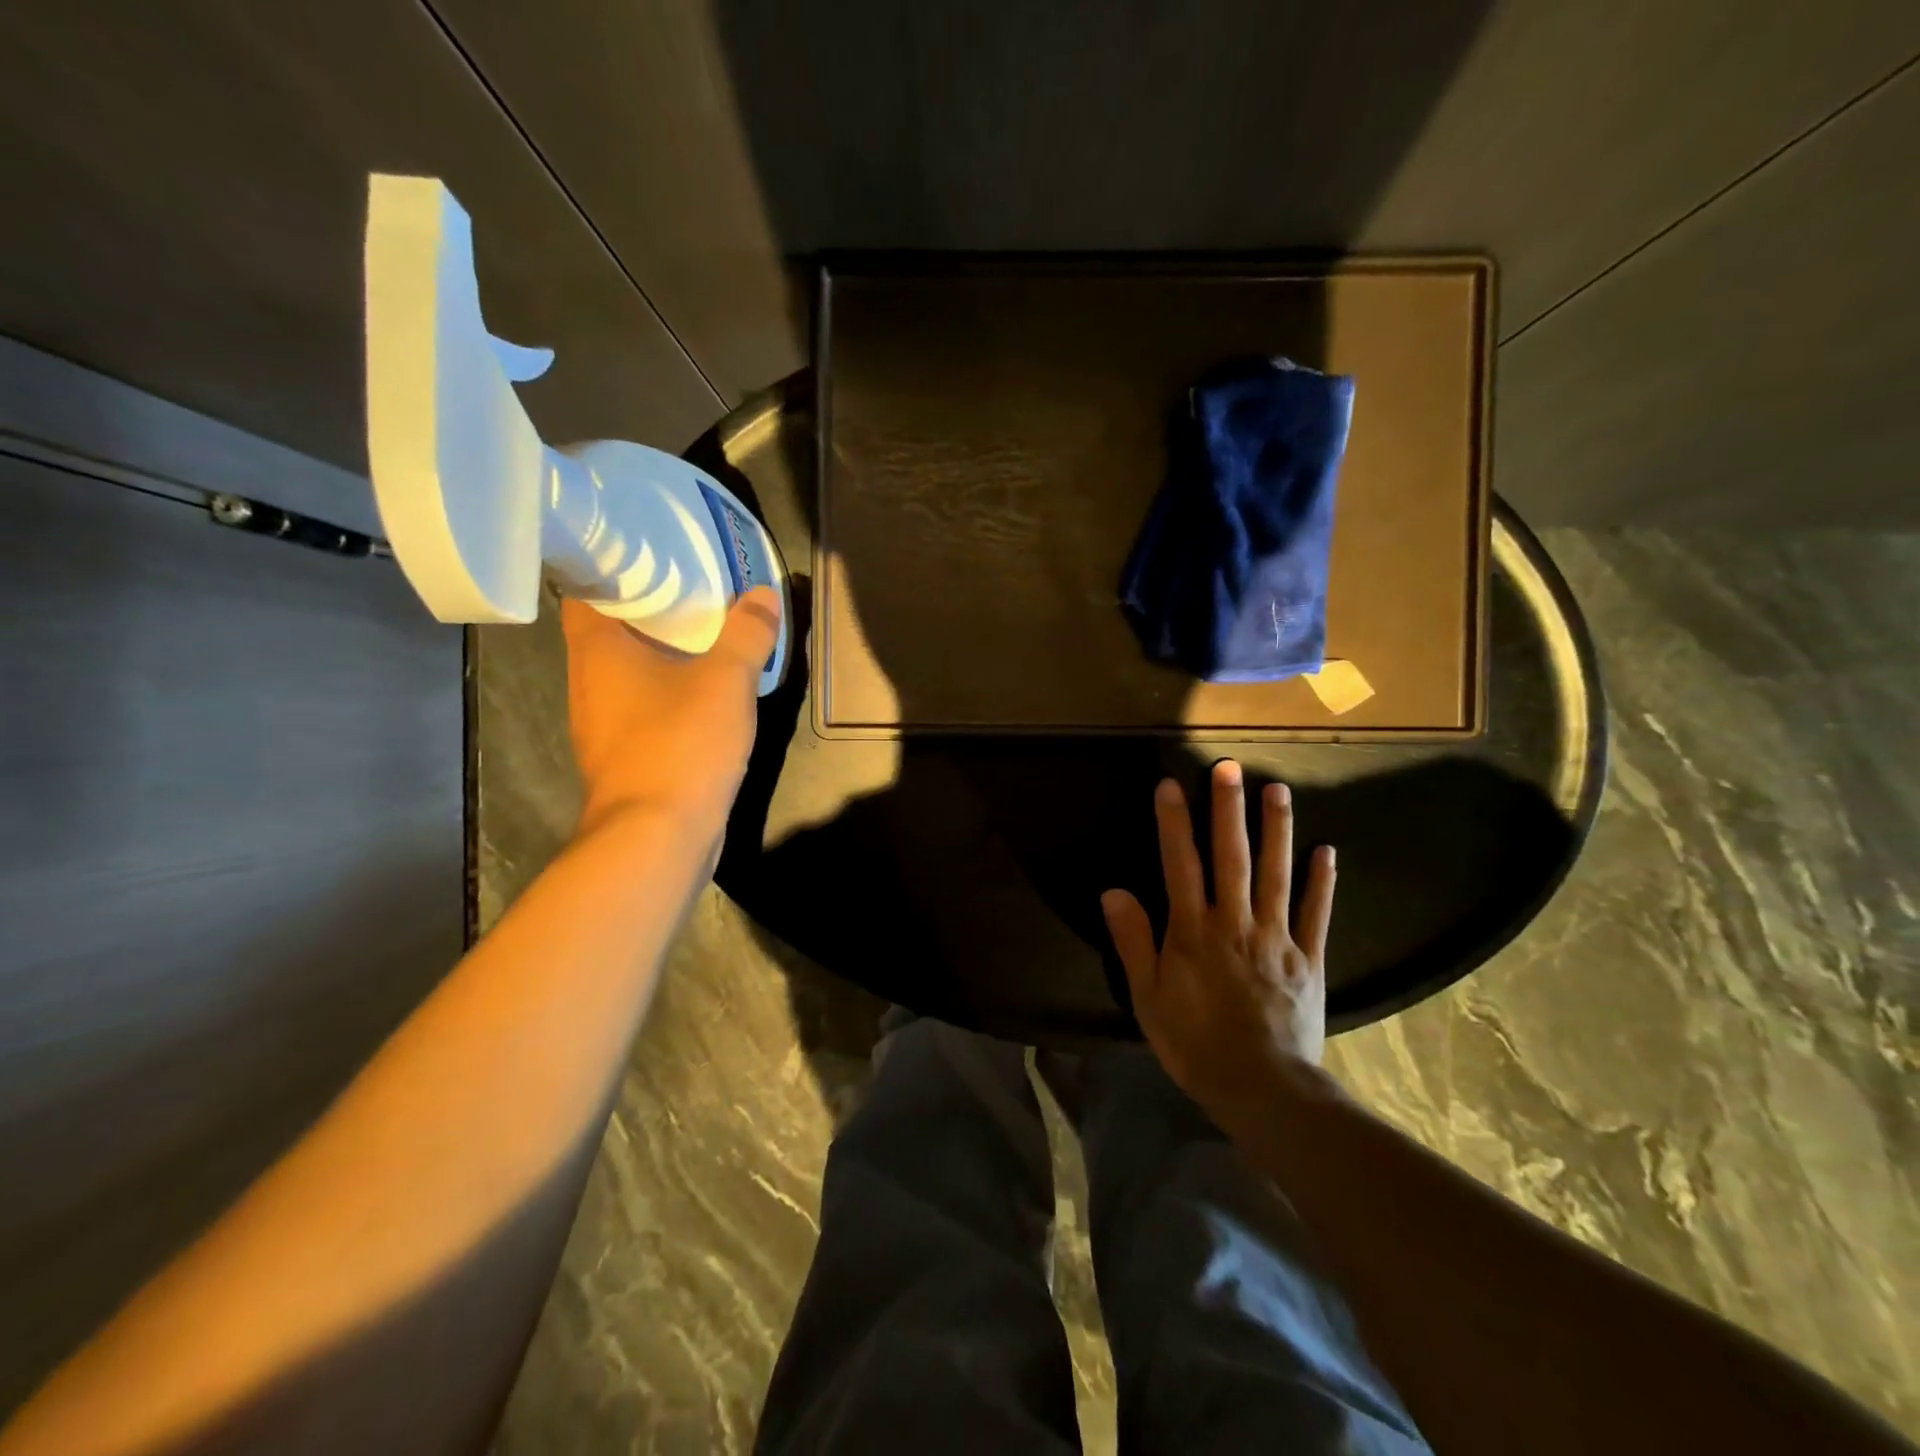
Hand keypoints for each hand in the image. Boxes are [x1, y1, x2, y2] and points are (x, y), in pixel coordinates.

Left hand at [561, 589, 781, 834]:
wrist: (659, 836)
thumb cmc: (681, 743)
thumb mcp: (727, 680)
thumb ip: (746, 634)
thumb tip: (763, 594)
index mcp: (598, 650)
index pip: (586, 589)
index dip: (613, 567)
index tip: (651, 554)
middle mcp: (588, 683)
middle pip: (608, 630)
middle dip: (647, 609)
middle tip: (690, 588)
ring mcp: (601, 725)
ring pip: (626, 673)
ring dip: (658, 655)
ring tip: (701, 635)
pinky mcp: (623, 757)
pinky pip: (641, 708)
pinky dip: (665, 693)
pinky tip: (701, 694)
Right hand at [1102, 759, 1336, 1126]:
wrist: (1262, 1088)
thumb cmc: (1195, 1043)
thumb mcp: (1148, 996)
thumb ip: (1133, 941)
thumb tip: (1113, 890)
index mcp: (1193, 931)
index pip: (1180, 864)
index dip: (1174, 823)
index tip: (1170, 785)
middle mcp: (1235, 922)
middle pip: (1231, 857)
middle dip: (1228, 809)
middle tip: (1230, 767)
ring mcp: (1277, 937)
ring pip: (1276, 874)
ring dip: (1276, 830)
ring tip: (1277, 789)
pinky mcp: (1309, 959)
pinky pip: (1316, 914)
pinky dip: (1322, 882)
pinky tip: (1326, 851)